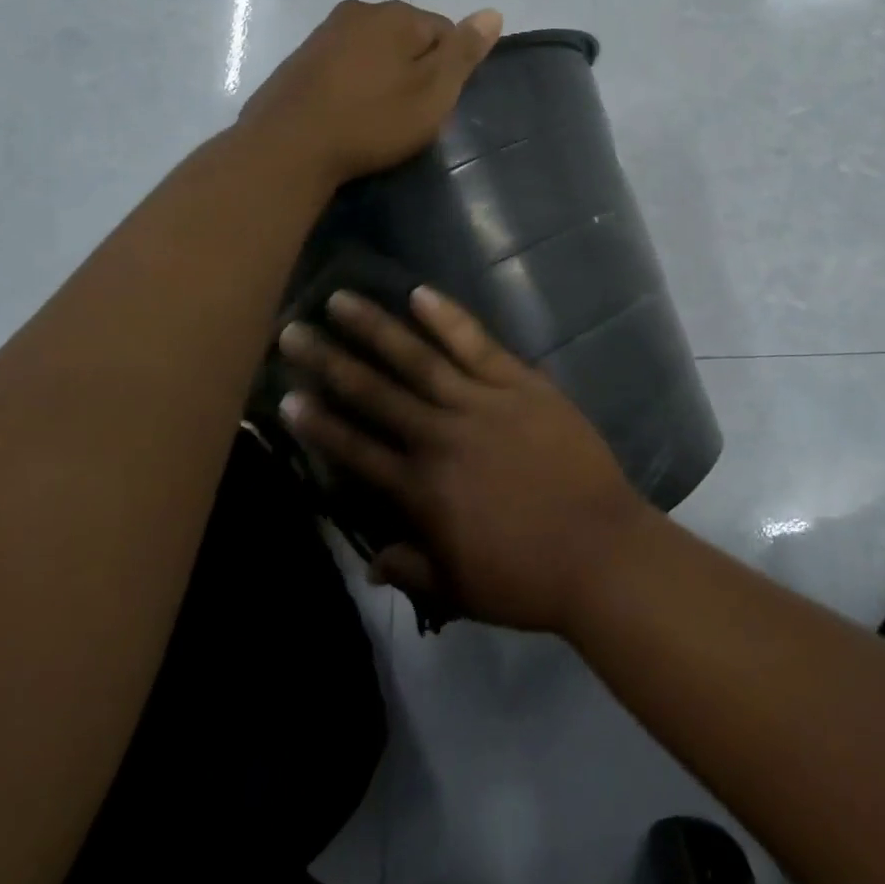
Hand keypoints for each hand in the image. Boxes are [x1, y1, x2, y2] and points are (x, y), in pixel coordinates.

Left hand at [239, 0, 502, 186]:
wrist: (288, 147)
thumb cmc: (373, 120)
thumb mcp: (433, 91)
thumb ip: (464, 51)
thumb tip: (493, 12)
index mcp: (396, 14)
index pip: (445, 32)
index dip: (448, 70)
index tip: (435, 104)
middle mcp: (359, 10)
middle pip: (408, 38)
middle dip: (415, 70)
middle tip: (409, 114)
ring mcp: (325, 32)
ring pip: (374, 51)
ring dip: (383, 77)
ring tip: (378, 117)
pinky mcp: (301, 59)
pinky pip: (345, 65)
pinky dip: (354, 85)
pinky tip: (349, 114)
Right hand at [276, 286, 650, 633]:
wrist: (599, 549)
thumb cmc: (528, 577)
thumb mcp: (460, 589)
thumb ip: (412, 569)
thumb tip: (371, 559)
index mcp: (421, 489)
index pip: (356, 449)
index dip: (318, 424)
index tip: (285, 395)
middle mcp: (441, 436)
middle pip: (375, 393)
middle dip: (329, 361)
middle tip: (293, 330)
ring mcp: (482, 402)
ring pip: (418, 358)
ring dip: (377, 329)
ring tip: (342, 300)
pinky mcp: (520, 383)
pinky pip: (477, 344)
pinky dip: (448, 318)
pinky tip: (420, 294)